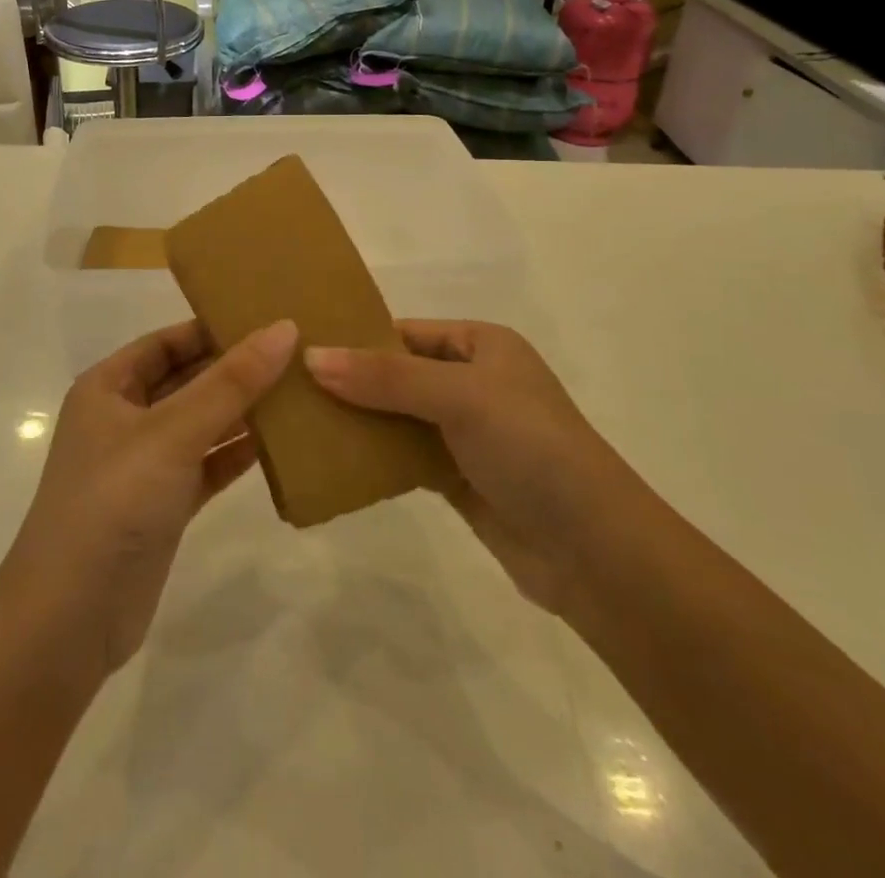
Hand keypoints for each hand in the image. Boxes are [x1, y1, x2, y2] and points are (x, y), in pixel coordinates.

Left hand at [0, 319, 298, 675]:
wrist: (69, 620)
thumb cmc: (113, 502)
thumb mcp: (172, 432)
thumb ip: (230, 383)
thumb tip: (283, 328)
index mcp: (109, 386)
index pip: (167, 341)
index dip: (213, 326)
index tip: (269, 316)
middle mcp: (124, 418)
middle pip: (187, 379)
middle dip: (236, 367)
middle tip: (298, 351)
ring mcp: (145, 464)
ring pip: (202, 423)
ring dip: (244, 410)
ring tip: (302, 389)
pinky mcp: (164, 505)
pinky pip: (208, 465)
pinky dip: (239, 453)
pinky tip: (284, 443)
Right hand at [305, 321, 631, 613]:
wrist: (595, 551)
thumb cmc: (532, 448)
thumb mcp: (460, 396)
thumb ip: (386, 377)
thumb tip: (312, 356)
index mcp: (482, 345)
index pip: (405, 332)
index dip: (357, 338)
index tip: (300, 347)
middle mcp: (473, 382)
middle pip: (397, 373)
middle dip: (350, 381)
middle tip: (289, 387)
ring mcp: (465, 432)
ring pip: (397, 416)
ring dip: (357, 419)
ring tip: (299, 421)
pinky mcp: (457, 477)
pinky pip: (403, 456)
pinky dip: (373, 456)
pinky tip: (332, 458)